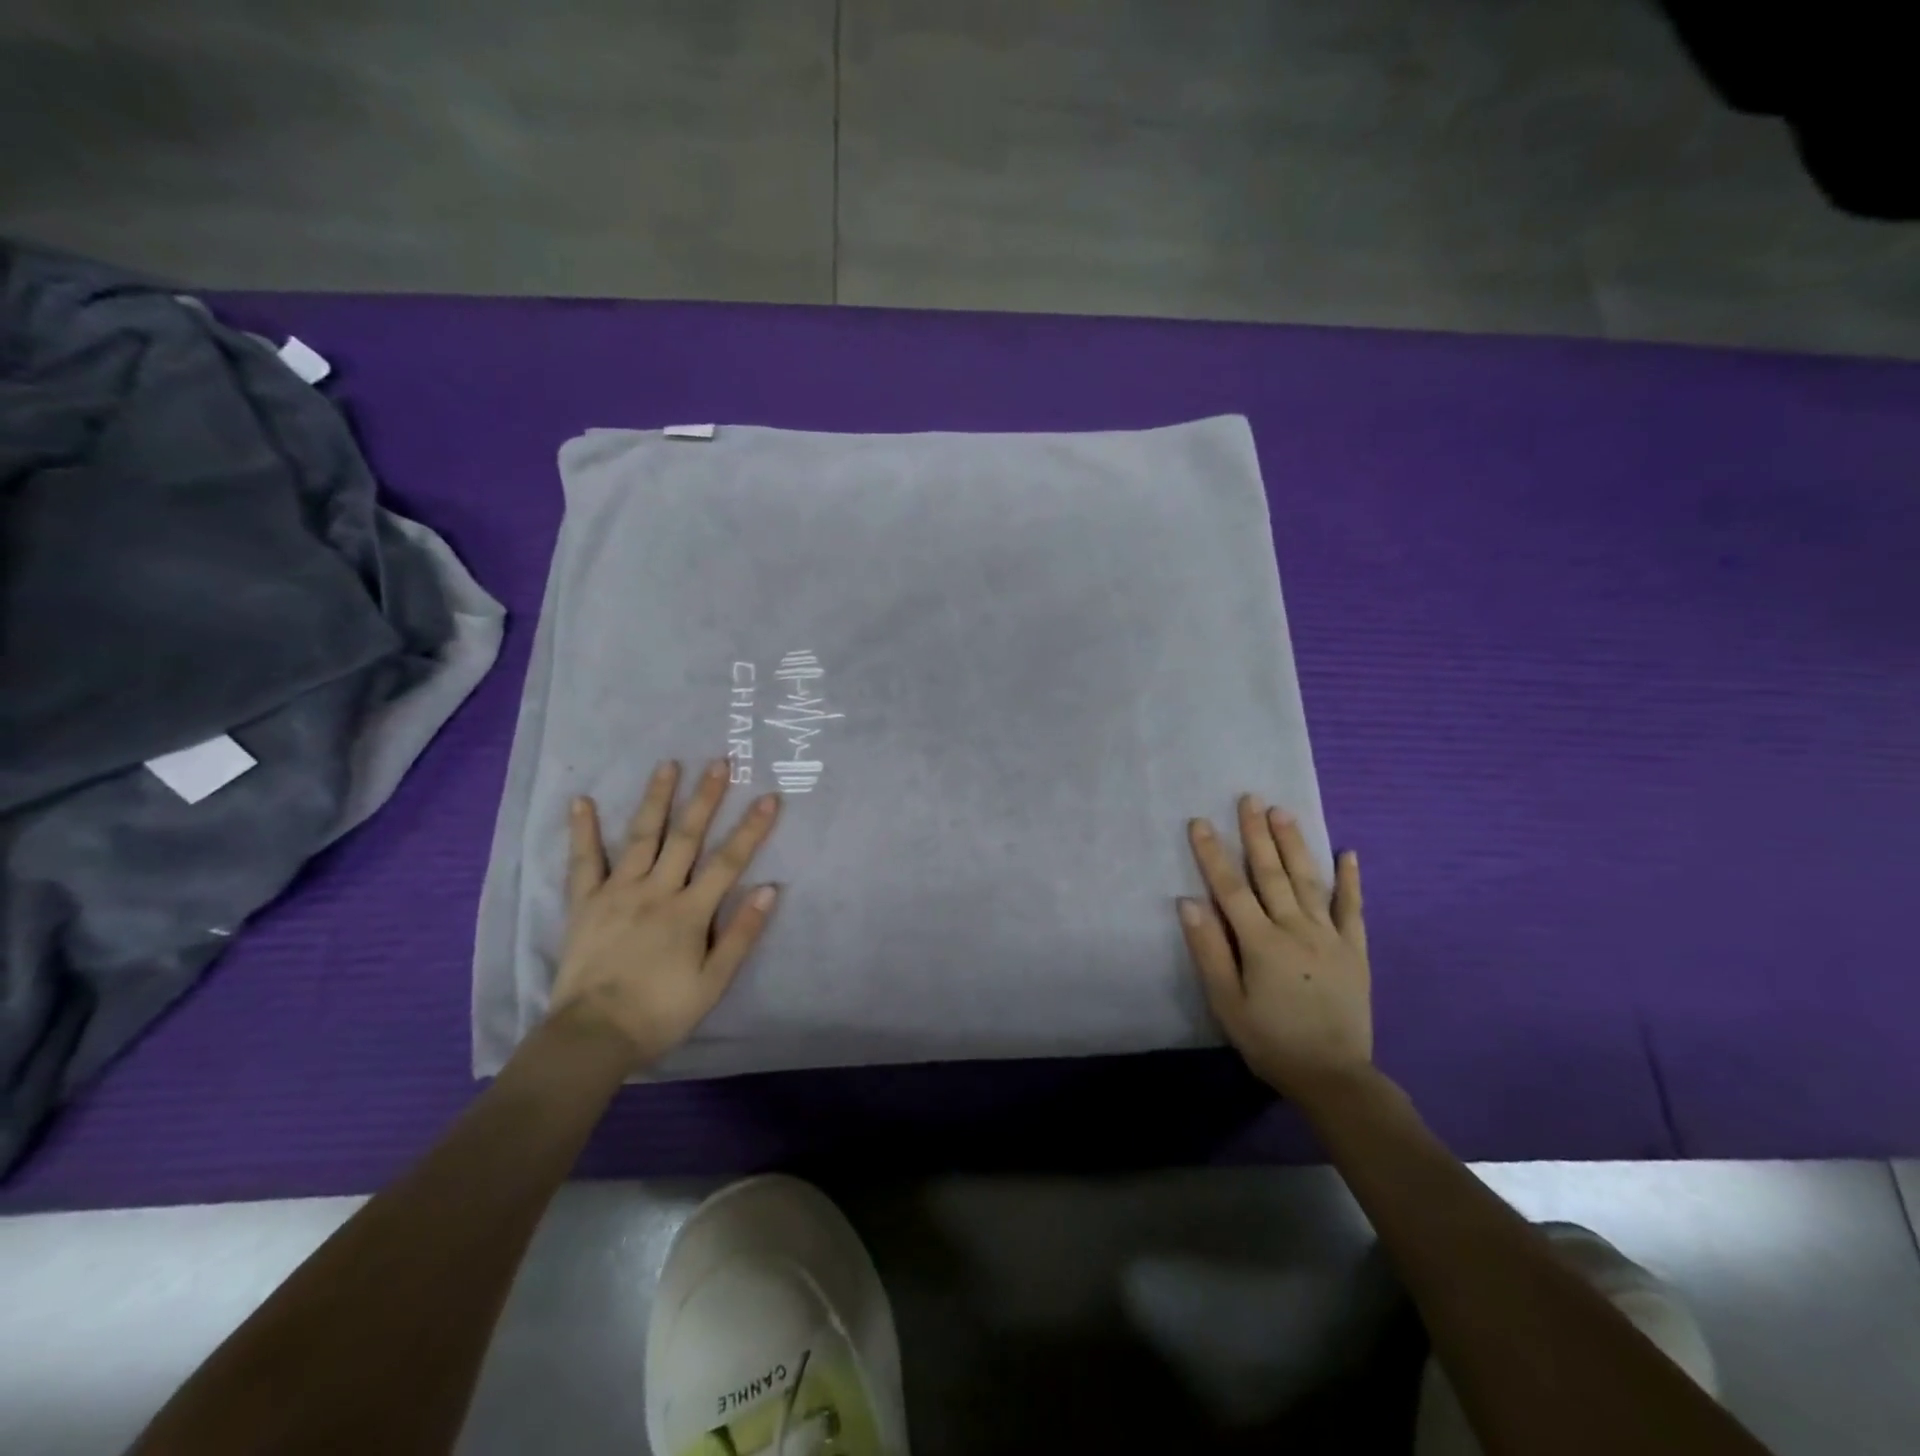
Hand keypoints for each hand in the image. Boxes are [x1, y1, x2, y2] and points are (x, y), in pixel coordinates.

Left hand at [550, 759, 779, 1070]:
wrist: (593, 1036)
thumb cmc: (660, 1012)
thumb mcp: (713, 982)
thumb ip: (741, 934)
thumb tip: (770, 889)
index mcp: (689, 912)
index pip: (728, 861)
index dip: (751, 829)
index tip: (768, 797)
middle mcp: (656, 891)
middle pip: (686, 837)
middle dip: (705, 798)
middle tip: (719, 762)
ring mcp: (617, 893)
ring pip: (641, 837)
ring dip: (656, 799)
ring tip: (668, 765)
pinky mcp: (585, 903)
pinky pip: (583, 862)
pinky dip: (583, 831)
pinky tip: (581, 801)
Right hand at [1178, 796, 1371, 1103]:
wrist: (1334, 1076)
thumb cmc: (1270, 1040)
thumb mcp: (1227, 1003)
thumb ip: (1209, 951)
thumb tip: (1188, 902)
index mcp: (1260, 942)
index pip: (1230, 888)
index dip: (1213, 853)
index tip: (1200, 821)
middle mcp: (1296, 929)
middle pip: (1271, 873)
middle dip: (1256, 834)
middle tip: (1249, 798)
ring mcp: (1330, 936)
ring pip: (1309, 880)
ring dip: (1294, 844)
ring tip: (1283, 811)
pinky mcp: (1354, 950)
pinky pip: (1352, 908)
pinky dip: (1351, 880)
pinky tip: (1349, 853)